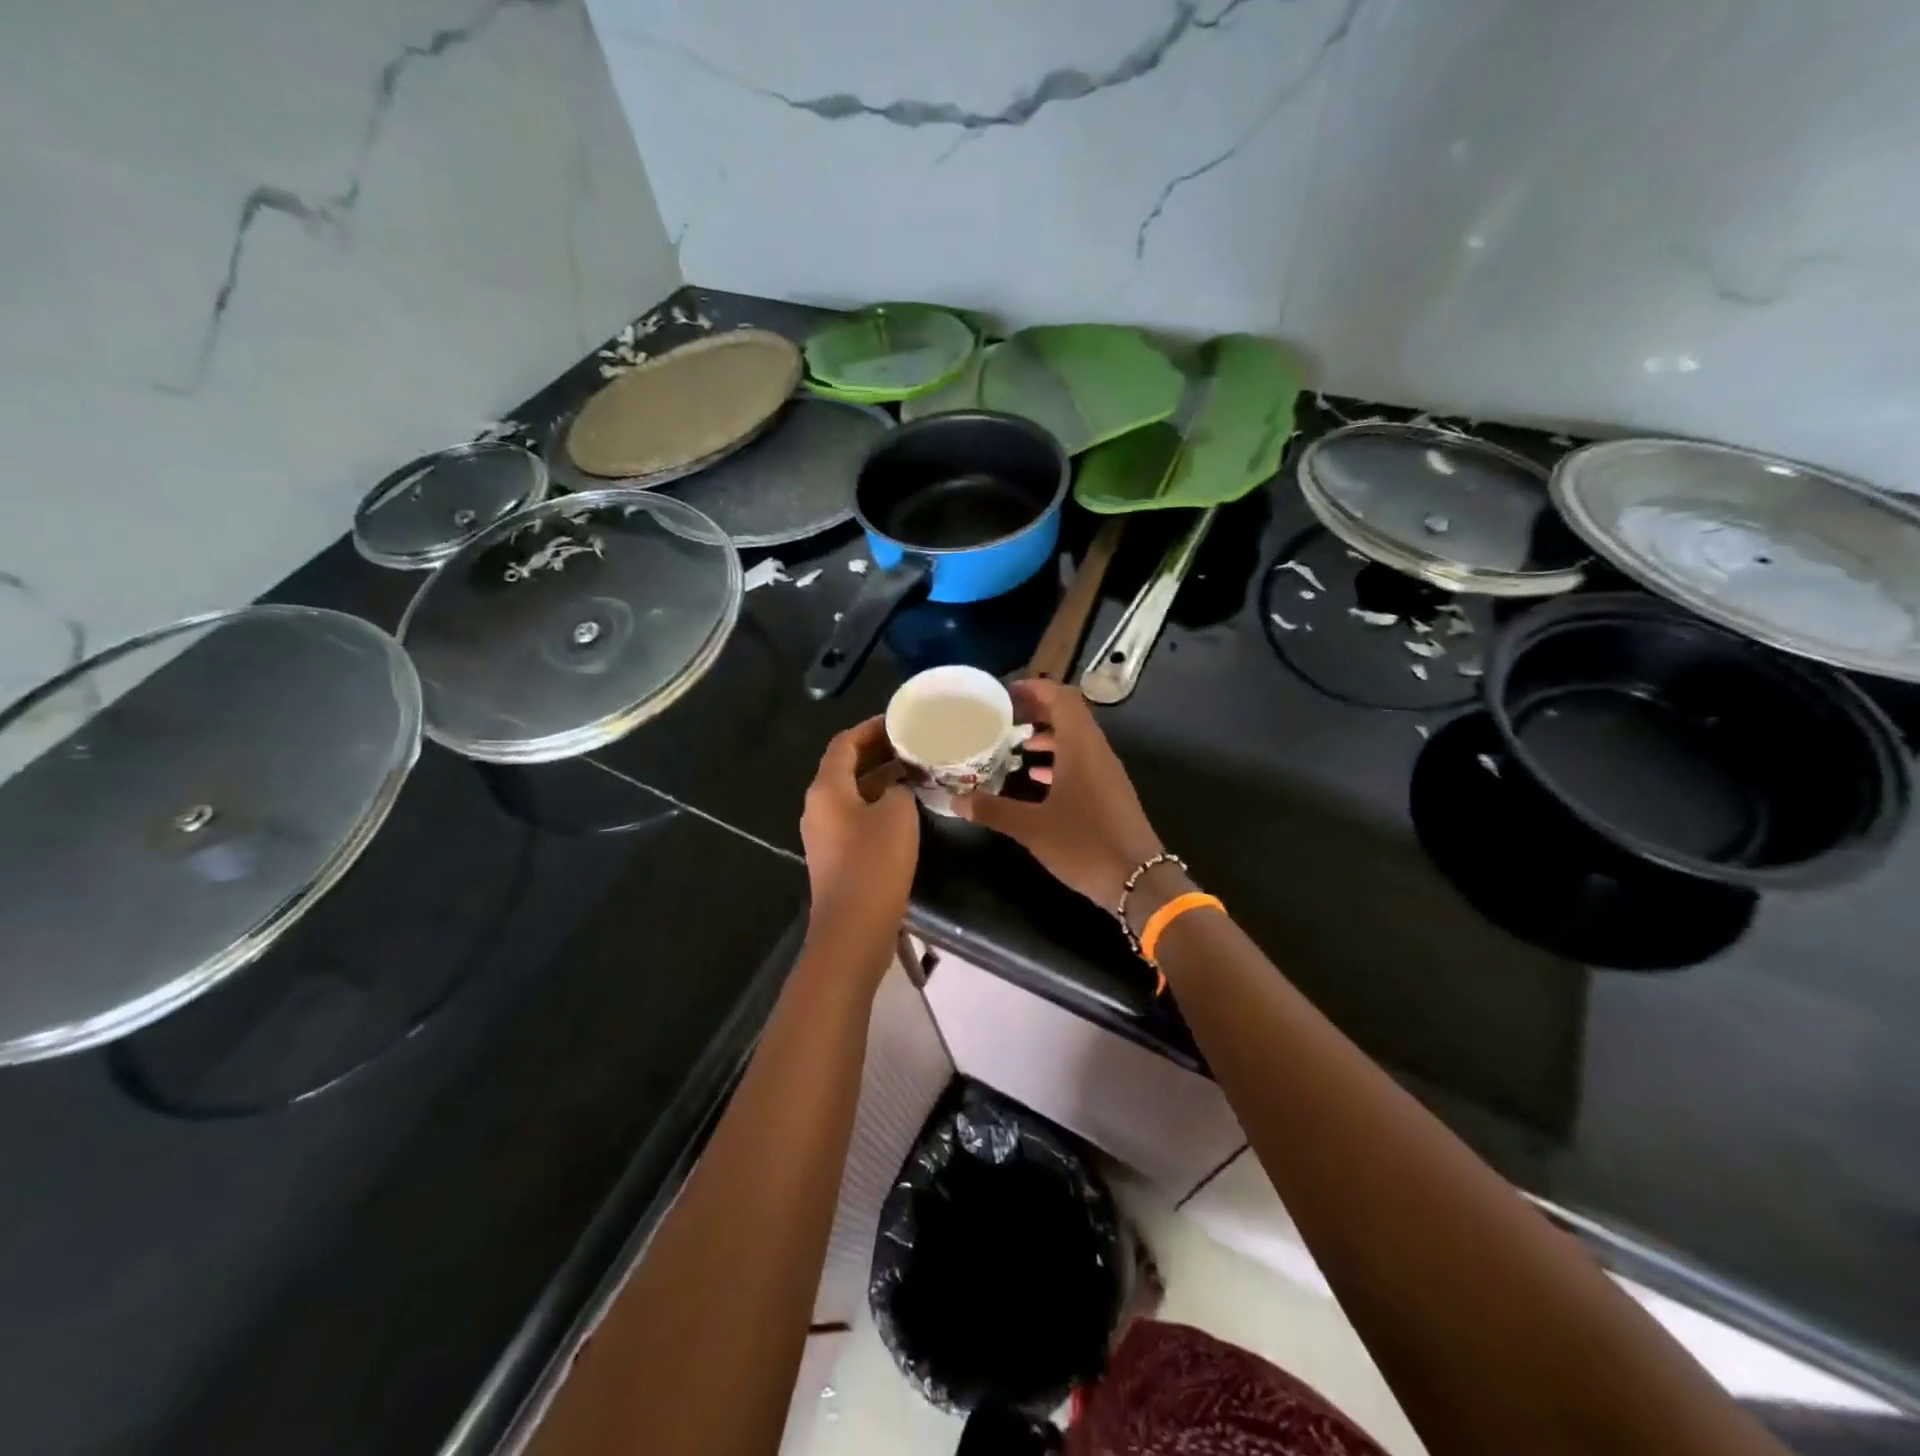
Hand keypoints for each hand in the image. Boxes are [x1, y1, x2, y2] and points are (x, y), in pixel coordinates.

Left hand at [800, 716, 919, 943]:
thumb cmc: (874, 863)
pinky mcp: (836, 855)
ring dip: (880, 779)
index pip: (844, 744)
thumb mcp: (897, 814)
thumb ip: (898, 788)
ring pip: (853, 793)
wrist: (854, 928)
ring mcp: (824, 833)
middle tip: (912, 743)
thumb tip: (894, 789)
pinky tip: (906, 807)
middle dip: (877, 752)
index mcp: (826, 789)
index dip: (870, 728)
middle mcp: (818, 806)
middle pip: (845, 767)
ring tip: (915, 770)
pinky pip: (856, 816)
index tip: (898, 721)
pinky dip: (878, 804)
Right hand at [954, 679, 1163, 909]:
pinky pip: (1082, 762)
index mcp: (1081, 747)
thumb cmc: (1084, 844)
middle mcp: (1097, 751)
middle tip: (1005, 716)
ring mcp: (1106, 772)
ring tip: (1016, 743)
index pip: (1062, 698)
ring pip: (1076, 739)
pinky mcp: (1109, 792)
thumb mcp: (1032, 828)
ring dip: (1048, 735)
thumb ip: (993, 810)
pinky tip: (1036, 778)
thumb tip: (956, 801)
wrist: (1138, 880)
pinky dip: (1059, 760)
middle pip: (1070, 714)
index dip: (1036, 689)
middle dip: (1038, 710)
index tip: (1006, 693)